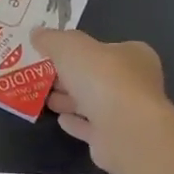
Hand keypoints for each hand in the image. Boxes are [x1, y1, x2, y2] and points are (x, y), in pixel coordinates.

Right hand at [32, 28, 171, 173]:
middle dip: (70, 77)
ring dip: (70, 100)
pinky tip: (60, 119)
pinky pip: (92, 128)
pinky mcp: (117, 140)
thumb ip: (52, 39)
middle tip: (43, 76)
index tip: (55, 54)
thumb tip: (37, 33)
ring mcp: (128, 114)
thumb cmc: (102, 78)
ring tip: (45, 98)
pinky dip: (77, 123)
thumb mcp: (70, 46)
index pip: (106, 48)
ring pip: (94, 103)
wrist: (124, 129)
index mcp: (134, 56)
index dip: (81, 50)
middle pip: (97, 77)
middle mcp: (136, 84)